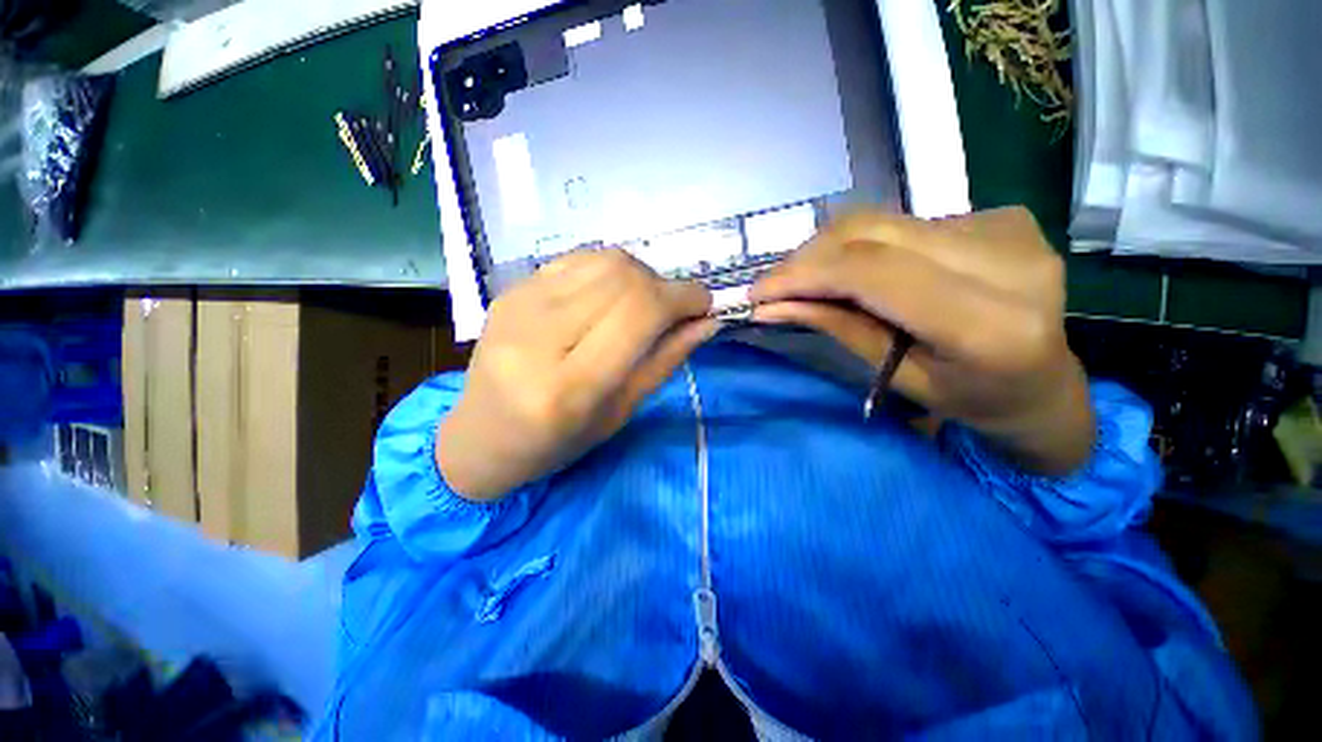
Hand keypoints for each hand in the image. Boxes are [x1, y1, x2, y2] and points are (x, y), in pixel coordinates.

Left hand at [438, 249, 717, 500]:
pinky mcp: (510, 291)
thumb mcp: (620, 413)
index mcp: (569, 386)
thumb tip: (708, 322)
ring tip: (645, 304)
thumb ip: (665, 361)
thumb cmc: (557, 443)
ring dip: (641, 275)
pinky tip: (612, 296)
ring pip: (603, 261)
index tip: (705, 304)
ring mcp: (518, 306)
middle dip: (665, 286)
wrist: (481, 436)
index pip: (639, 313)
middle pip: (623, 278)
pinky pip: (577, 260)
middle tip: (676, 309)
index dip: (683, 298)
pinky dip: (610, 271)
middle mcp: (539, 337)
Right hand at [750, 207, 1093, 475]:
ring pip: (884, 221)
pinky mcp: (1002, 215)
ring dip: (831, 250)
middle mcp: (1008, 262)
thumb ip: (836, 328)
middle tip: (774, 284)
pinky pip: (906, 223)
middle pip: (874, 233)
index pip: (873, 272)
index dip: (805, 274)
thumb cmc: (969, 398)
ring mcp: (1009, 229)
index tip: (759, 291)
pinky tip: (859, 272)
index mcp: (988, 325)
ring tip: (806, 279)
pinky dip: (866, 246)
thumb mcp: (896, 377)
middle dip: (808, 257)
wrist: (1044, 383)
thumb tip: (769, 306)